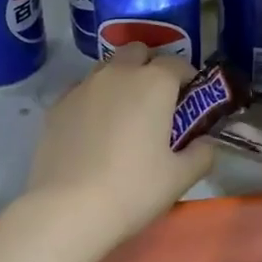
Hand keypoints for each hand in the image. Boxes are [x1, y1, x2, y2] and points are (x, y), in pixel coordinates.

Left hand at [22, 45, 214, 248]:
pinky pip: (81, 90)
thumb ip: (202, 153)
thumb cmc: (133, 189)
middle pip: (138, 52)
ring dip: (120, 80)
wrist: (67, 209)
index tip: (191, 100)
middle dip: (150, 67)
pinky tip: (94, 129)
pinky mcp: (56, 106)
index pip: (177, 63)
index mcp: (154, 83)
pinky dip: (93, 100)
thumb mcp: (180, 178)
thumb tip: (205, 142)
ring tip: (124, 114)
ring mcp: (83, 87)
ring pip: (107, 68)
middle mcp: (118, 74)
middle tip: (157, 101)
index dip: (188, 78)